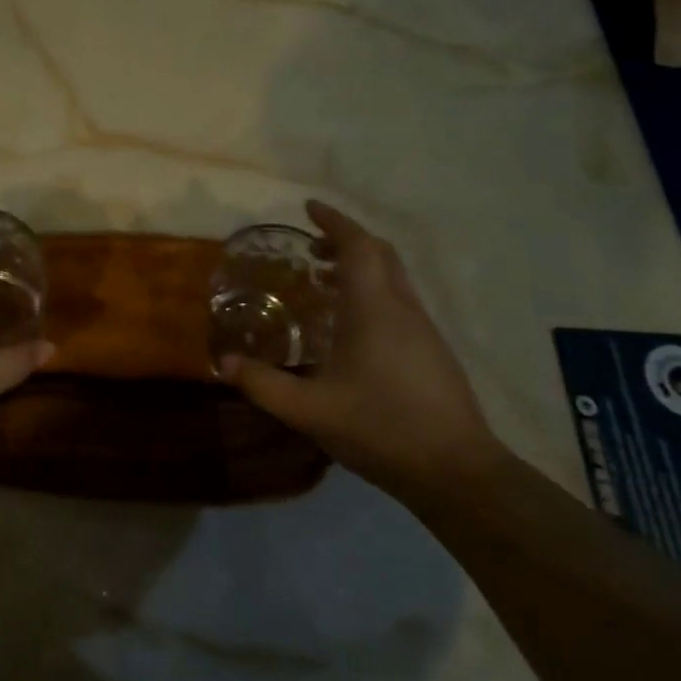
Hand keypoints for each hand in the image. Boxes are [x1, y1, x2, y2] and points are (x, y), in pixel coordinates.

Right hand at [218, 200, 501, 495]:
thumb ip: (263, 384)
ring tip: (324, 282)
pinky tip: (352, 325)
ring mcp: (423, 328)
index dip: (334, 221)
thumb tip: (223, 361)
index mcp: (374, 308)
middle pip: (379, 253)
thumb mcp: (310, 411)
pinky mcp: (433, 350)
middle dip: (346, 240)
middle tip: (312, 247)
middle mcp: (402, 307)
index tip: (309, 208)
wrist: (457, 472)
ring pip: (393, 277)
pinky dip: (373, 291)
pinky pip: (399, 300)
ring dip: (361, 266)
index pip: (358, 246)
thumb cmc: (381, 429)